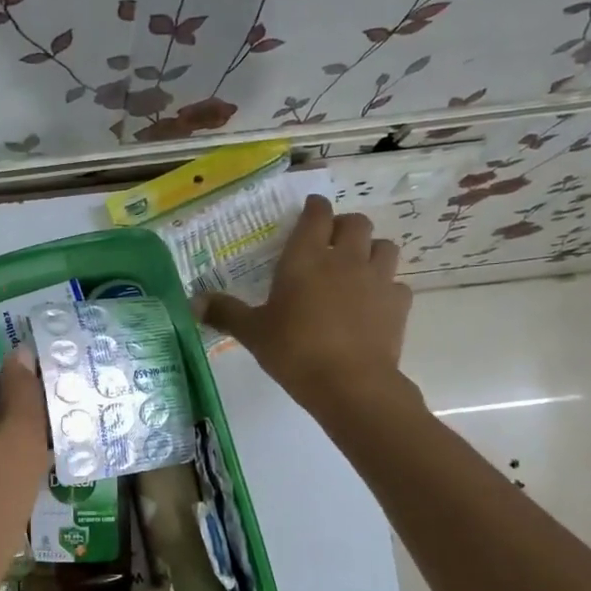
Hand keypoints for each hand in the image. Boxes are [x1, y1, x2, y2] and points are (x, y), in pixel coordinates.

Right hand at [197, 195, 412, 413]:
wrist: (350, 383)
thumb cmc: (294, 351)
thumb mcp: (253, 333)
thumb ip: (225, 312)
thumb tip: (192, 302)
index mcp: (305, 258)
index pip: (316, 214)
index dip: (314, 207)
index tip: (309, 209)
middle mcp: (344, 259)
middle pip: (356, 222)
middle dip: (344, 226)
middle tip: (330, 243)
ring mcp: (377, 279)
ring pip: (383, 246)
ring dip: (371, 250)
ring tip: (357, 268)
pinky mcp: (398, 304)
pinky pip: (396, 284)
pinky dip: (386, 288)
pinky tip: (373, 304)